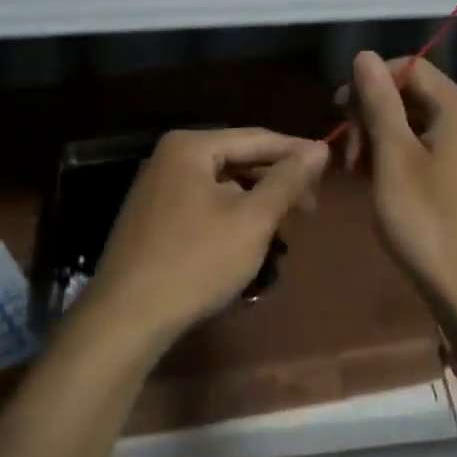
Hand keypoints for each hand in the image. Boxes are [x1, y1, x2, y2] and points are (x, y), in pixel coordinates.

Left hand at [79, 128, 328, 348]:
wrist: (126, 318)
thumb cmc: (195, 262)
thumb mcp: (252, 220)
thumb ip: (287, 181)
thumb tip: (319, 148)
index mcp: (190, 146)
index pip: (257, 138)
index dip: (297, 151)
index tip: (330, 165)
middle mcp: (169, 157)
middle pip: (237, 159)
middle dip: (276, 181)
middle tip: (311, 208)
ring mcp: (157, 187)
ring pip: (221, 184)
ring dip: (256, 200)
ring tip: (286, 225)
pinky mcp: (153, 217)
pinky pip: (203, 202)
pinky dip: (231, 214)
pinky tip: (249, 237)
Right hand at [337, 53, 456, 347]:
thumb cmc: (428, 222)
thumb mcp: (393, 158)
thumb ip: (379, 102)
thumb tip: (365, 55)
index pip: (409, 68)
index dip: (369, 83)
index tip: (339, 112)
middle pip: (414, 95)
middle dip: (373, 115)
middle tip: (346, 154)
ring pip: (420, 125)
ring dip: (383, 139)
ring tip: (356, 173)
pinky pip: (432, 151)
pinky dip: (402, 159)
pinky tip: (380, 184)